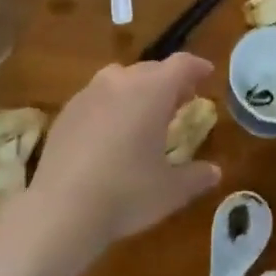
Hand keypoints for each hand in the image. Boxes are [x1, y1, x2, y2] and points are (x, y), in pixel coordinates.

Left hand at [27, 55, 221, 248]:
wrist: (60, 210)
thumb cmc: (126, 194)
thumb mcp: (171, 190)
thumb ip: (197, 176)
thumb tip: (214, 172)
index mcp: (153, 91)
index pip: (181, 64)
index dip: (197, 67)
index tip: (206, 74)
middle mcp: (120, 81)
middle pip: (151, 69)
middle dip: (168, 82)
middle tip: (180, 102)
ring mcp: (89, 93)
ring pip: (120, 79)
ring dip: (137, 90)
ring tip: (143, 115)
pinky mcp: (66, 111)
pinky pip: (97, 97)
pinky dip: (110, 105)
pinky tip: (110, 133)